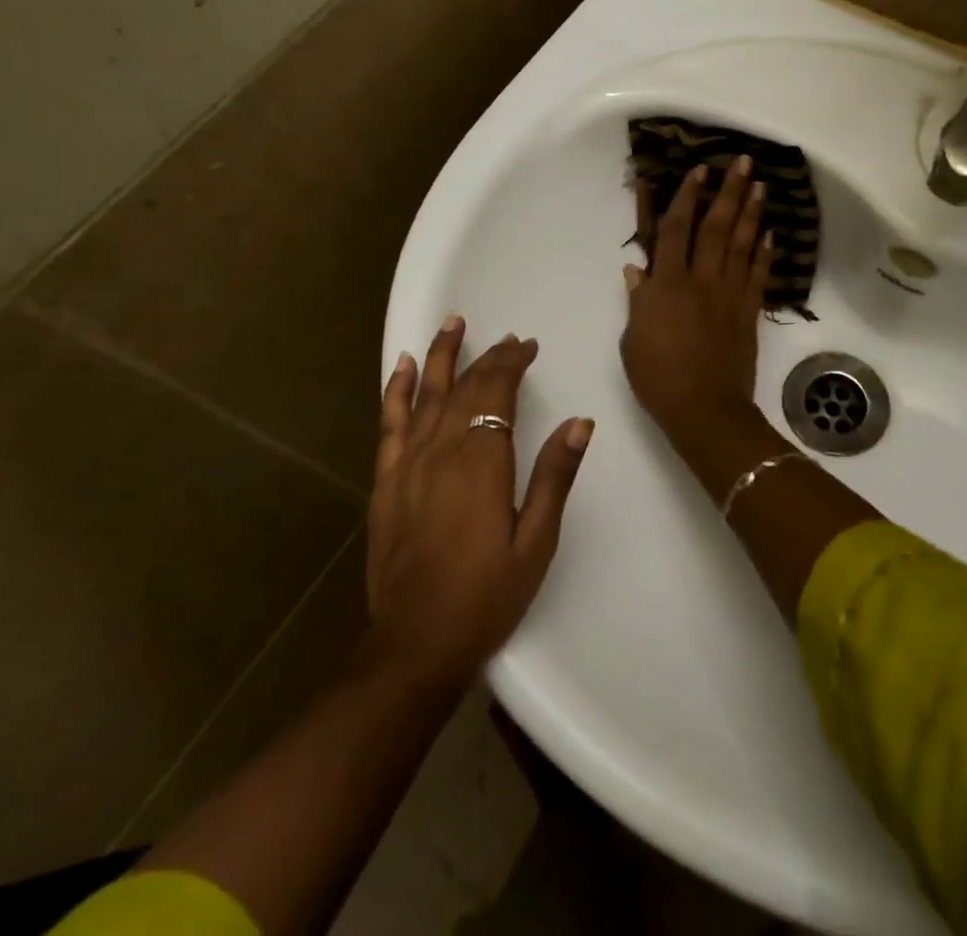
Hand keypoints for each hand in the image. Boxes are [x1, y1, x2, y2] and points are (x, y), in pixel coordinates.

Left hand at [366, 318, 591, 690]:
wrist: (415, 644)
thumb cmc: (486, 595)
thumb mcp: (536, 542)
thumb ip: (555, 477)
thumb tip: (580, 422)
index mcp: (481, 462)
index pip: (496, 392)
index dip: (512, 363)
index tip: (528, 346)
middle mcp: (441, 450)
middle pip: (465, 388)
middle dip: (488, 358)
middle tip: (509, 339)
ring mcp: (408, 464)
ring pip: (427, 394)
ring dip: (442, 355)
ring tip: (454, 322)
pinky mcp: (386, 481)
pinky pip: (390, 423)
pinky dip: (398, 390)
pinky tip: (406, 366)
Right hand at [620, 158, 771, 446]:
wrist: (704, 409)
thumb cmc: (658, 376)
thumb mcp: (633, 339)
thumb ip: (638, 300)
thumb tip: (636, 269)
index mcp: (667, 285)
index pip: (675, 230)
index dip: (686, 198)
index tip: (698, 172)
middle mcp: (701, 280)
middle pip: (716, 227)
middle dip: (728, 192)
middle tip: (741, 162)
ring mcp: (729, 295)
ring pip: (742, 244)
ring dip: (751, 212)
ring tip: (759, 185)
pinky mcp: (748, 312)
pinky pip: (758, 275)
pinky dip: (765, 252)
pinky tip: (770, 233)